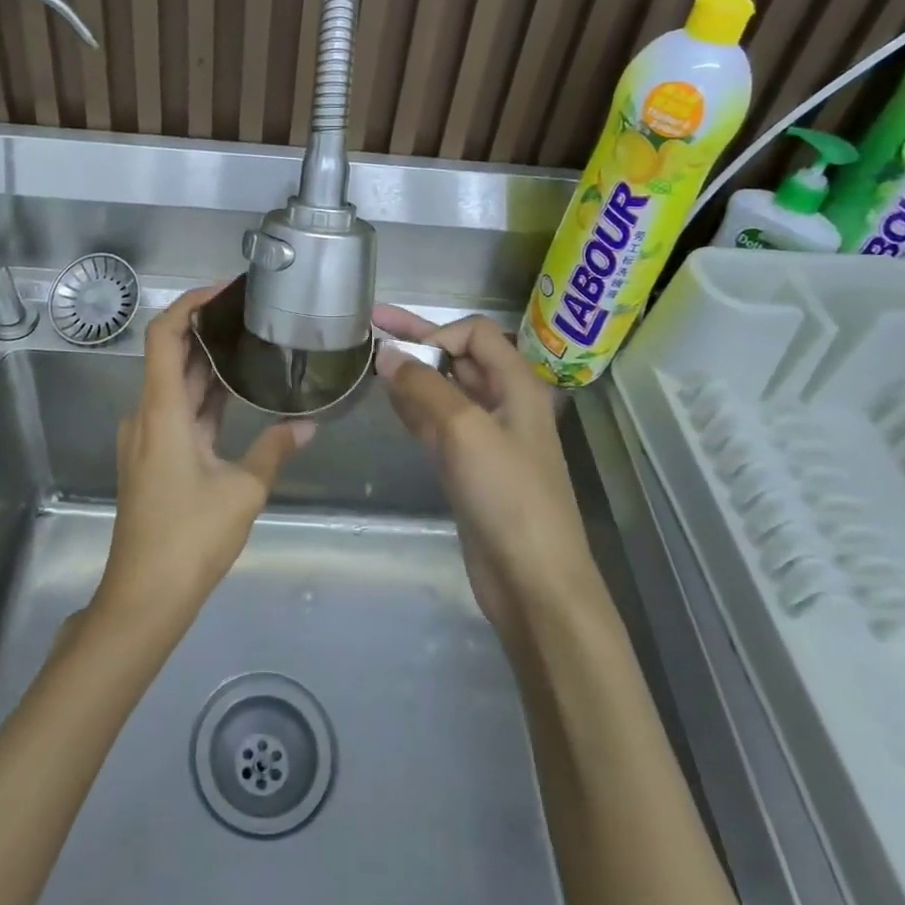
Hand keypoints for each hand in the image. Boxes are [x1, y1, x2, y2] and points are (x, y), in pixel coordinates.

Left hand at [94, 286, 313, 629]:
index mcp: (162, 411)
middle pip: (171, 354)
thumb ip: (275, 449)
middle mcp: (148, 414)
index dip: (190, 304)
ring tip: (252, 341)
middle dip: (208, 328)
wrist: (145, 595)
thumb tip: (309, 425)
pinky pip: (180, 411)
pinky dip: (206, 396)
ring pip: (177, 384)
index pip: (165, 335)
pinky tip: (239, 391)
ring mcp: (148, 437)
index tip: (226, 290)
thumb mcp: (243, 491)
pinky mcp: (155, 457)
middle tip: (252, 312)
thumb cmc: (190, 537)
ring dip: (209, 363)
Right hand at [373, 306, 599, 635]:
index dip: (438, 333)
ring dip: (412, 374)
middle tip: (372, 324)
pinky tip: (389, 400)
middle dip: (418, 340)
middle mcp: (504, 403)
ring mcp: (486, 437)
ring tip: (372, 361)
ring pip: (444, 390)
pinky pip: (437, 423)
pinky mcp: (469, 467)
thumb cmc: (508, 496)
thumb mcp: (466, 430)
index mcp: (518, 385)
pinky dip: (414, 408)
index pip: (476, 335)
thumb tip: (387, 354)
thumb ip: (425, 387)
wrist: (533, 580)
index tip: (401, 353)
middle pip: (459, 358)